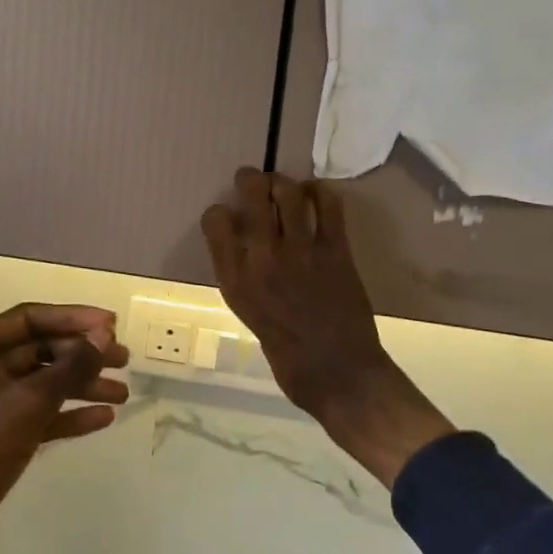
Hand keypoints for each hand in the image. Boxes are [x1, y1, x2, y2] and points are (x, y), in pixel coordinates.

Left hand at [0, 304, 128, 553]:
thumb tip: (104, 334)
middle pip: (38, 349)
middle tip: (124, 360)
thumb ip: (71, 365)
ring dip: (81, 384)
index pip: (29, 318)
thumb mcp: (29, 403)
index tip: (112, 325)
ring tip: (122, 393)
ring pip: (42, 383)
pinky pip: (39, 413)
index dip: (73, 318)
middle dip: (82, 354)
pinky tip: (103, 419)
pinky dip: (68, 414)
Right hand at [202, 169, 451, 488]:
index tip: (226, 215)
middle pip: (252, 195)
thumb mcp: (249, 315)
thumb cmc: (288, 357)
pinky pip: (329, 206)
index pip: (215, 222)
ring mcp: (301, 251)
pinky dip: (321, 192)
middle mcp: (263, 258)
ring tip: (284, 186)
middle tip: (251, 179)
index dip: (219, 212)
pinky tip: (316, 195)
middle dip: (249, 179)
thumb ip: (244, 278)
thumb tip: (248, 248)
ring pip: (289, 192)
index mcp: (235, 280)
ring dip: (284, 182)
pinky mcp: (336, 251)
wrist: (338, 374)